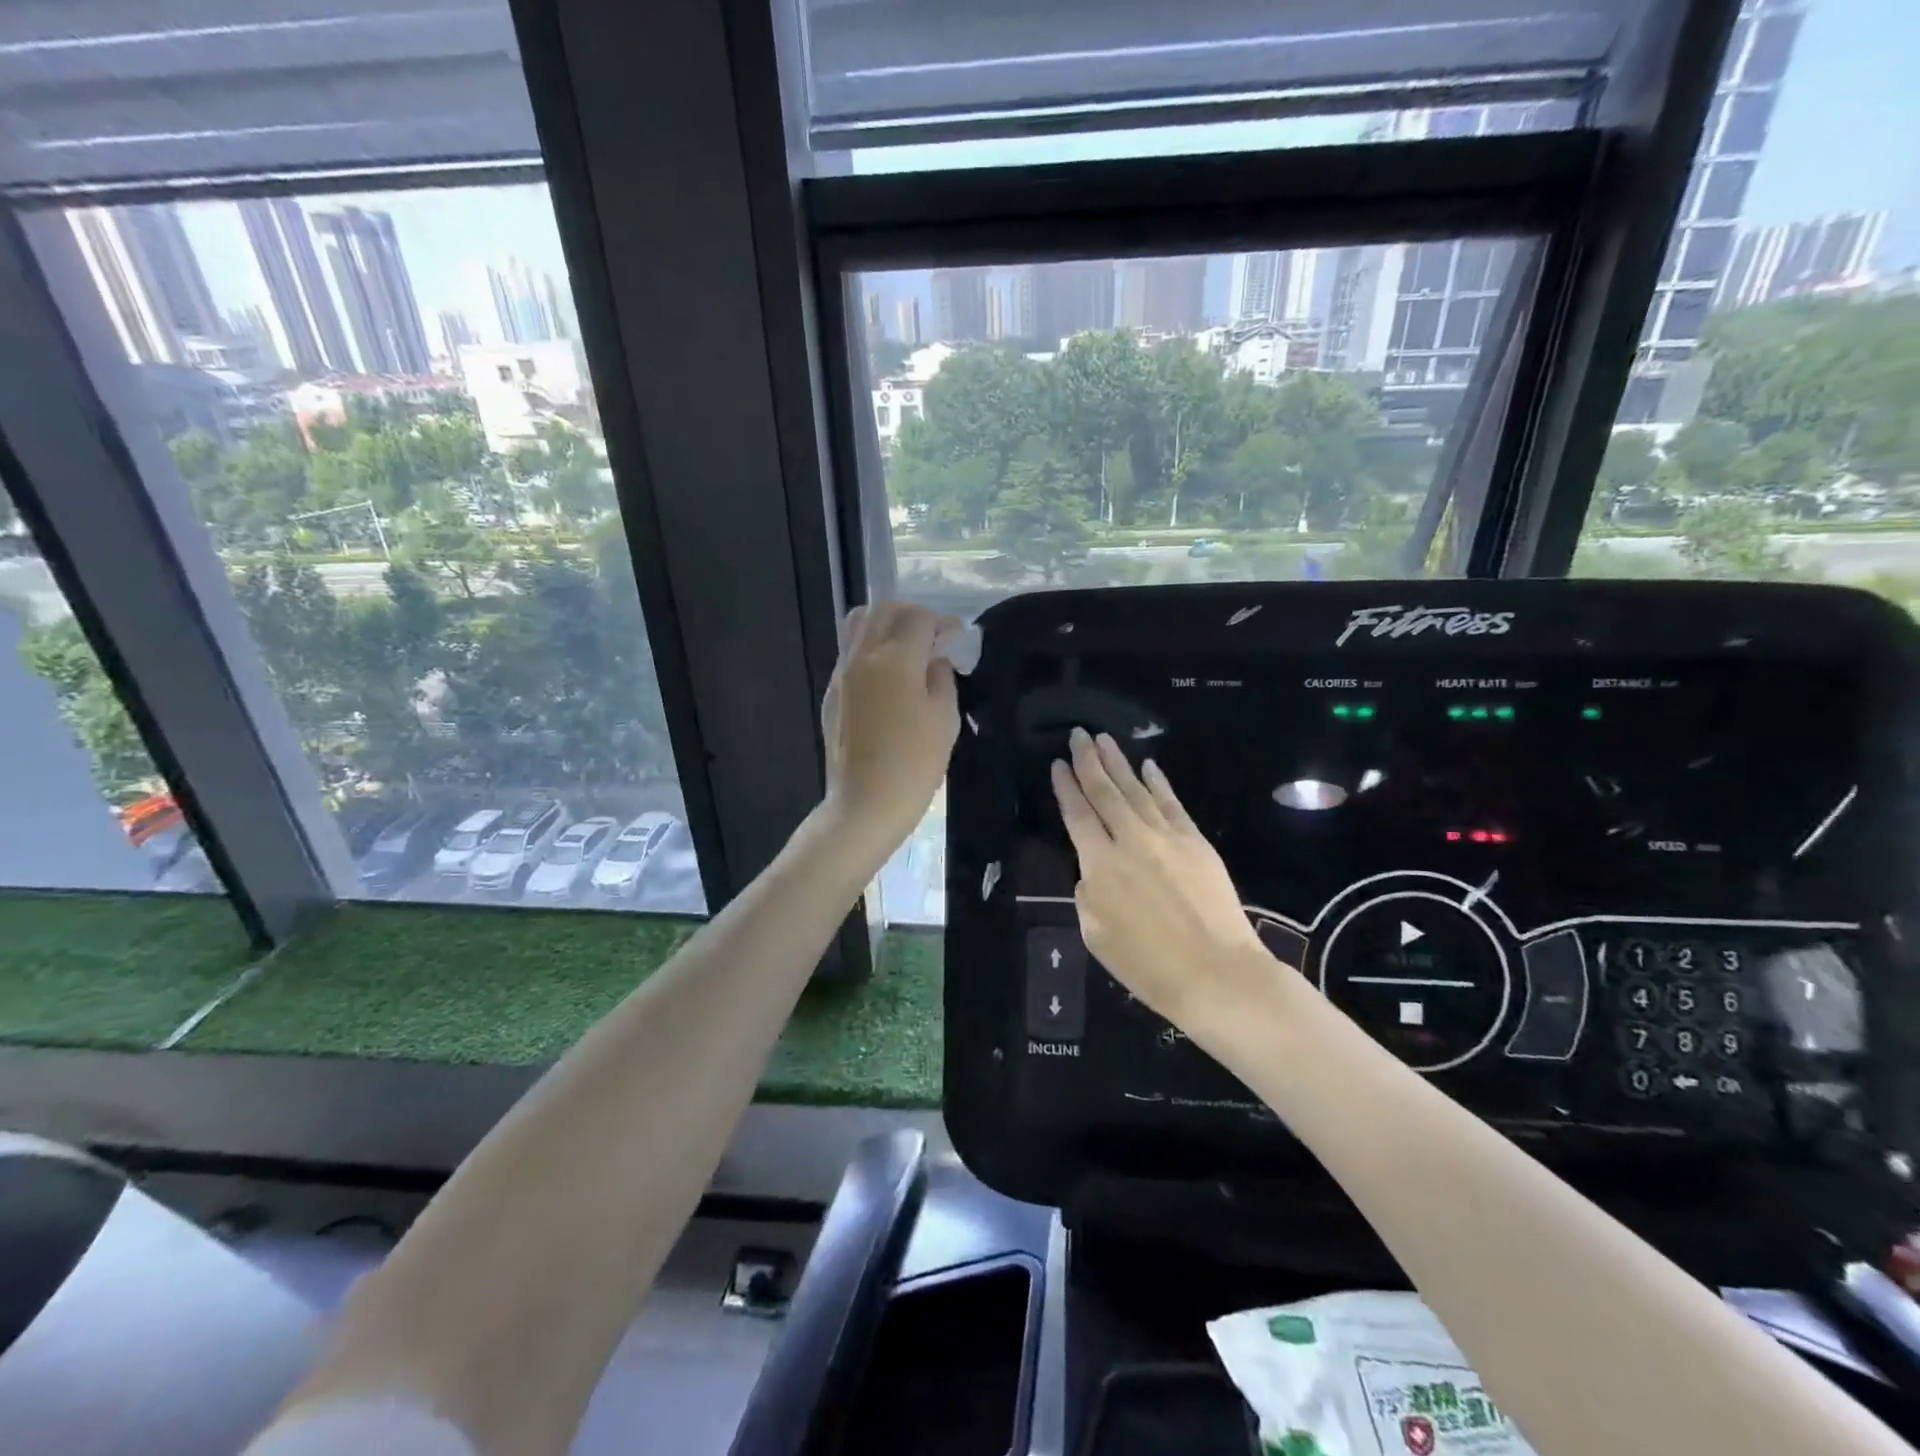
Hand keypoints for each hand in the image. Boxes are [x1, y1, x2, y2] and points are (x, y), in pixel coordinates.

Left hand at [821, 602, 959, 858]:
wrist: (865, 804)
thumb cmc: (914, 764)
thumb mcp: (945, 719)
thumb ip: (942, 677)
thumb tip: (935, 658)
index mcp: (895, 659)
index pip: (918, 617)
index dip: (942, 623)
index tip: (956, 639)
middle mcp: (862, 656)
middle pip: (883, 609)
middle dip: (911, 615)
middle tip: (931, 638)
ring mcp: (841, 674)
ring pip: (858, 625)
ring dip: (885, 626)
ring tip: (906, 651)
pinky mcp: (832, 694)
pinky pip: (849, 653)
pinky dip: (871, 650)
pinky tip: (888, 678)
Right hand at [1052, 729, 1277, 1030]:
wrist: (1217, 974)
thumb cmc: (1148, 966)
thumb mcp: (1096, 936)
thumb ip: (1087, 895)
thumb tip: (1093, 871)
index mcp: (1100, 865)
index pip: (1078, 815)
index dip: (1066, 787)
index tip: (1058, 763)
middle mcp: (1130, 840)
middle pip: (1105, 792)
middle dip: (1089, 761)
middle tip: (1079, 734)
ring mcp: (1166, 837)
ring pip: (1136, 790)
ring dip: (1119, 763)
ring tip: (1104, 740)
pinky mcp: (1196, 842)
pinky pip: (1172, 803)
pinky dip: (1158, 783)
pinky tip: (1149, 766)